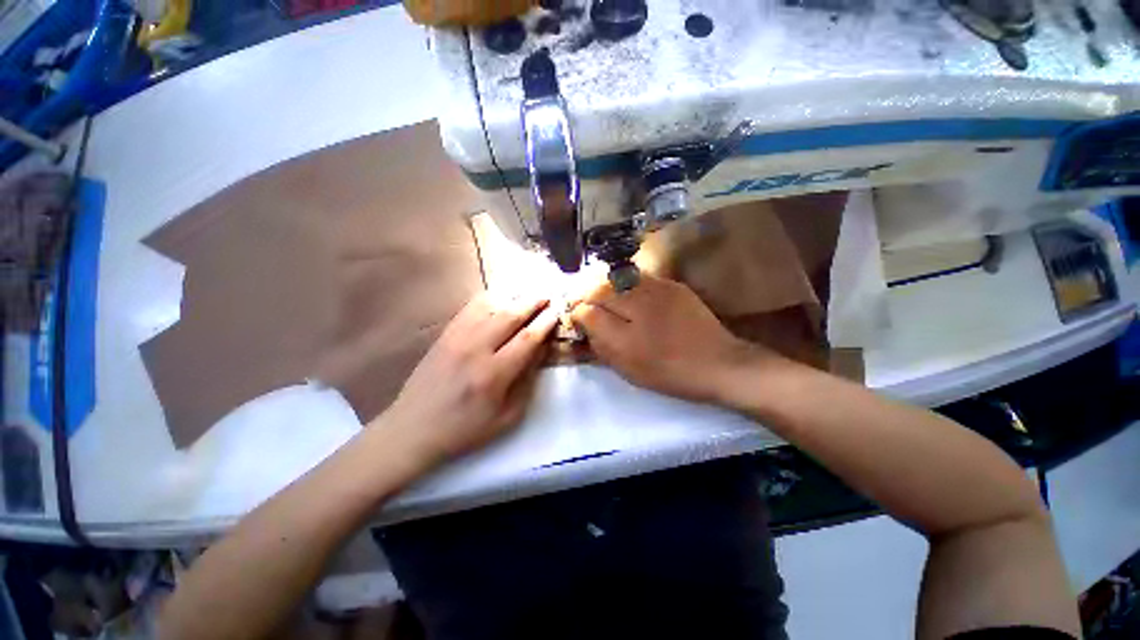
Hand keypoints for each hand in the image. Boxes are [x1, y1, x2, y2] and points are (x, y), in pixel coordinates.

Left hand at [377, 292, 558, 464]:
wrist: (414, 428)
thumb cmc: (465, 429)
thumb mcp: (507, 416)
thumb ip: (527, 381)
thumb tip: (540, 350)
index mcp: (493, 375)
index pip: (527, 339)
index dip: (545, 323)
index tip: (557, 312)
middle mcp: (475, 349)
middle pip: (510, 315)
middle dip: (533, 302)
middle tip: (548, 294)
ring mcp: (457, 338)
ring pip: (490, 305)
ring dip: (514, 296)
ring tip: (529, 292)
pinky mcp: (445, 334)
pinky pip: (470, 307)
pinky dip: (490, 297)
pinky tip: (501, 295)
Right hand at [571, 275, 767, 403]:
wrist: (718, 363)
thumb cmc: (669, 373)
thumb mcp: (628, 369)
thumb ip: (601, 345)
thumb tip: (584, 322)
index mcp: (626, 334)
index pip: (587, 311)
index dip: (577, 312)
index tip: (576, 317)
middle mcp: (638, 305)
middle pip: (599, 287)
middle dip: (586, 293)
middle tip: (584, 303)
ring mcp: (658, 289)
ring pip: (617, 277)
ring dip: (604, 285)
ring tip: (602, 296)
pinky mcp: (672, 284)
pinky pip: (638, 277)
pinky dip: (624, 283)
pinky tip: (627, 293)